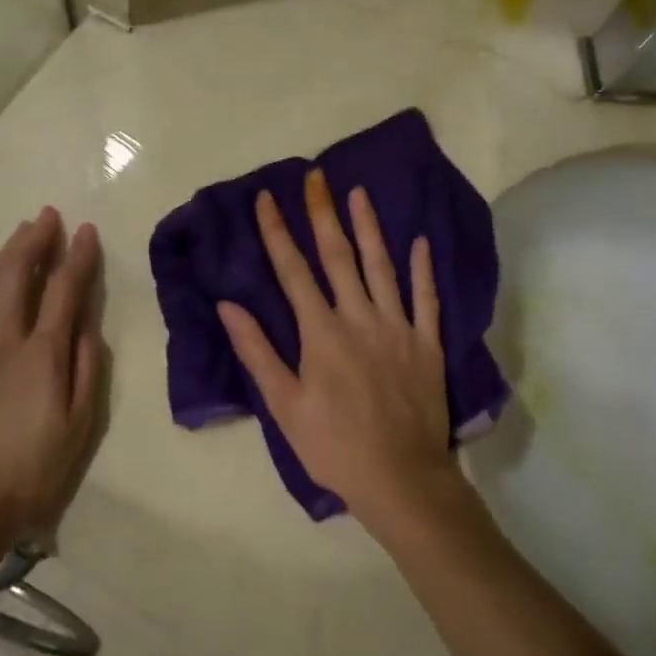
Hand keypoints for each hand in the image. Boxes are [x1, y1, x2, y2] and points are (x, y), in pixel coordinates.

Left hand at [0, 208, 105, 548]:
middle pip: (18, 274)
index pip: (65, 289)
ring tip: (17, 234)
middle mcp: (3, 340)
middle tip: (47, 217)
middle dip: (36, 239)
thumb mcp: (81, 425)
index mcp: (43, 354)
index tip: (86, 230)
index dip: (78, 256)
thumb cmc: (33, 471)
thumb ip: (88, 368)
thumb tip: (88, 323)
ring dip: (1, 253)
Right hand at [217, 170, 456, 530]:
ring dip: (369, 228)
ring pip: (382, 266)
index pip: (293, 271)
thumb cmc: (333, 446)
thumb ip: (257, 352)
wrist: (400, 478)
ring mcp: (398, 327)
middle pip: (338, 256)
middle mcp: (359, 317)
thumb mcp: (284, 405)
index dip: (277, 232)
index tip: (265, 199)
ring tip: (359, 193)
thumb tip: (229, 305)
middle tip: (316, 177)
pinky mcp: (427, 343)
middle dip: (323, 214)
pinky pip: (426, 298)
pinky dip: (422, 269)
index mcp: (321, 332)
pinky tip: (420, 242)